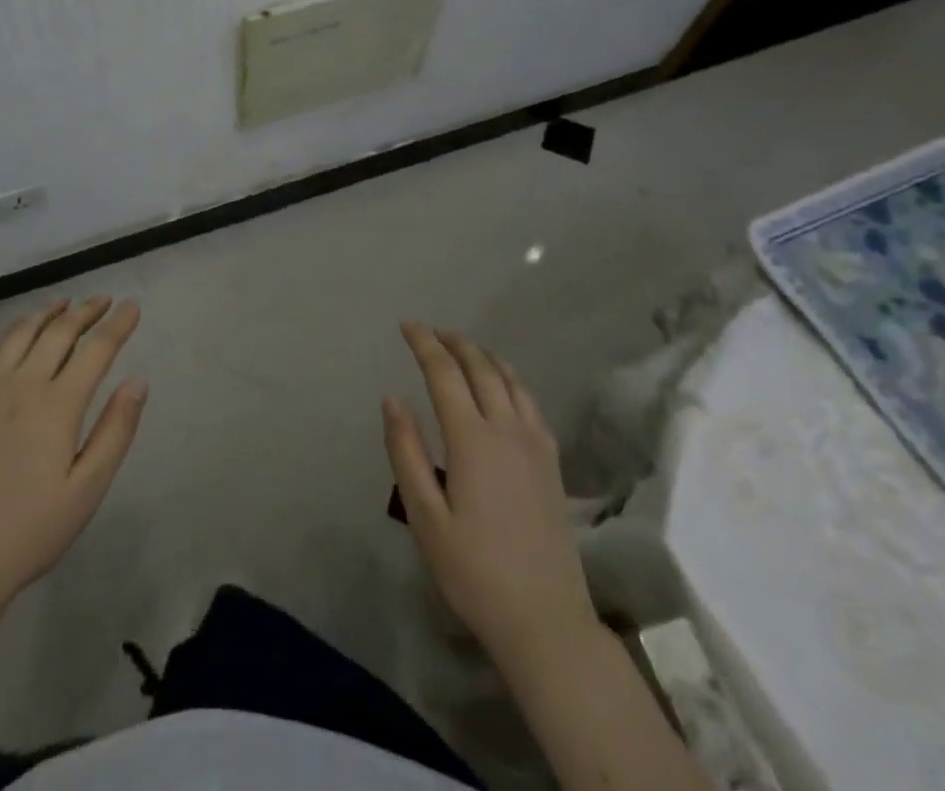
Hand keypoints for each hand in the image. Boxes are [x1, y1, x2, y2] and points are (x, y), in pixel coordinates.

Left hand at [0, 297, 147, 612]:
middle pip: (59, 332)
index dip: (117, 325)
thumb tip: (138, 382)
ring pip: (23, 333)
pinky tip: (20, 333)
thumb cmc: (31, 529)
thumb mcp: (87, 489)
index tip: (133, 306)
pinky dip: (15, 330)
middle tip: (105, 299)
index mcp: (57, 404)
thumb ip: (115, 430)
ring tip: (65, 302)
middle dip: (86, 311)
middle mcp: (24, 384)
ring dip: (48, 313)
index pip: (96, 350)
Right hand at [383, 322, 598, 672]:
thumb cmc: (474, 571)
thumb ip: (406, 452)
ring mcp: (536, 444)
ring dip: (484, 356)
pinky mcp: (552, 463)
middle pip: (481, 368)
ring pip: (510, 380)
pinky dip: (510, 378)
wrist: (546, 620)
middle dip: (454, 343)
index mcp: (472, 440)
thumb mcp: (425, 517)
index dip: (424, 344)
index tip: (407, 325)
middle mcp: (507, 430)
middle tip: (432, 331)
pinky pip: (530, 401)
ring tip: (464, 348)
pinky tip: (503, 386)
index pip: (445, 374)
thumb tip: (393, 398)